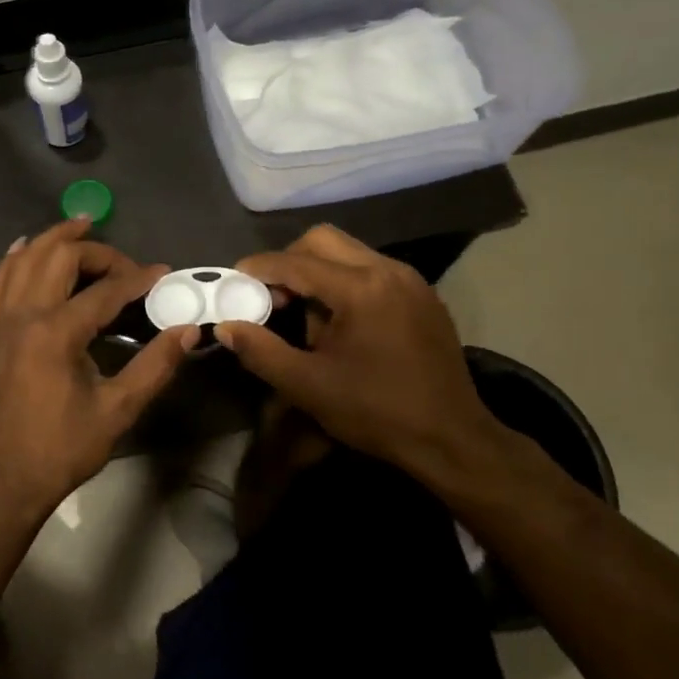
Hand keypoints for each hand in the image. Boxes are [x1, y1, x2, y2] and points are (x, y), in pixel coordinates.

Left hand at [0, 220, 195, 513]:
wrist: (5, 480)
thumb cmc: (63, 448)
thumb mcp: (118, 411)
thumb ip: (155, 366)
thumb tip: (188, 330)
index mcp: (56, 334)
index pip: (104, 290)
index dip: (138, 278)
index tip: (163, 274)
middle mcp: (23, 316)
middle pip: (58, 258)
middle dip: (95, 251)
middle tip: (123, 263)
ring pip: (23, 260)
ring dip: (52, 240)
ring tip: (80, 226)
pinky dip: (13, 260)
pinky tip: (24, 249)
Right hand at [217, 225, 513, 491]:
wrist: (452, 438)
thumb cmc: (376, 412)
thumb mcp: (307, 386)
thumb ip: (260, 351)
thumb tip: (226, 326)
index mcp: (361, 289)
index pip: (295, 262)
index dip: (258, 268)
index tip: (234, 281)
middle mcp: (388, 270)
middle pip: (323, 240)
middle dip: (288, 261)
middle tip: (271, 296)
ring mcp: (410, 280)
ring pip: (349, 252)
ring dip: (317, 272)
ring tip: (305, 314)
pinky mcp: (423, 295)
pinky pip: (372, 270)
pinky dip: (345, 282)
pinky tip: (339, 322)